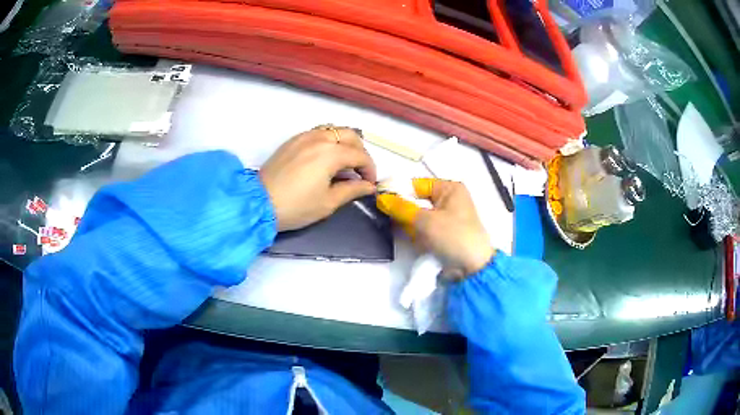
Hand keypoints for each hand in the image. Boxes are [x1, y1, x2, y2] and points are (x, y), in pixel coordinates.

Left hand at [260, 127, 376, 230]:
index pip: (360, 155)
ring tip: (343, 161)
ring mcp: (304, 136)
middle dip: (360, 151)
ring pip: (333, 130)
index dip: (370, 169)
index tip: (369, 184)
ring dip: (344, 142)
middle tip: (359, 171)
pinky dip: (328, 140)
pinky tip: (325, 157)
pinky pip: (317, 132)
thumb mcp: (328, 202)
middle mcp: (319, 138)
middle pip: (350, 135)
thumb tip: (369, 186)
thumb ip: (352, 190)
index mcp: (331, 153)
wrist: (260, 203)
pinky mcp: (292, 140)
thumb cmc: (296, 206)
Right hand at [377, 178, 494, 279]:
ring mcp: (446, 218)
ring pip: (418, 218)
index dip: (398, 191)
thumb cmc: (453, 236)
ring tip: (417, 237)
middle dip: (406, 213)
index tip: (380, 200)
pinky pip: (424, 230)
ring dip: (412, 228)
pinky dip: (419, 237)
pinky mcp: (443, 234)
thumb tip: (381, 198)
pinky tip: (422, 245)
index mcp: (449, 188)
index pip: (416, 184)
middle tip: (394, 221)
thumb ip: (401, 208)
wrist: (473, 267)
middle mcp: (448, 200)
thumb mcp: (426, 220)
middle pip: (416, 201)